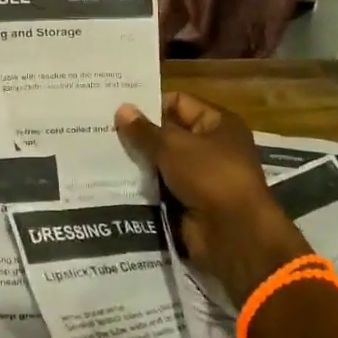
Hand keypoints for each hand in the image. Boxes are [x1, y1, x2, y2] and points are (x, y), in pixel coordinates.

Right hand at [116, 93, 309, 303]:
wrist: (234, 235)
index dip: (150, 104)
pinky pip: (162, 188)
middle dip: (140, 134)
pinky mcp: (190, 203)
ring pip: (163, 162)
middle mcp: (212, 146)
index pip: (179, 102)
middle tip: (103, 130)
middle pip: (169, 133)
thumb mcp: (173, 147)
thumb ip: (144, 130)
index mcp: (218, 123)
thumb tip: (122, 108)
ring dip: (140, 162)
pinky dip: (145, 186)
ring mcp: (201, 177)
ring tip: (103, 154)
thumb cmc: (210, 177)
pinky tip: (116, 180)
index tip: (117, 108)